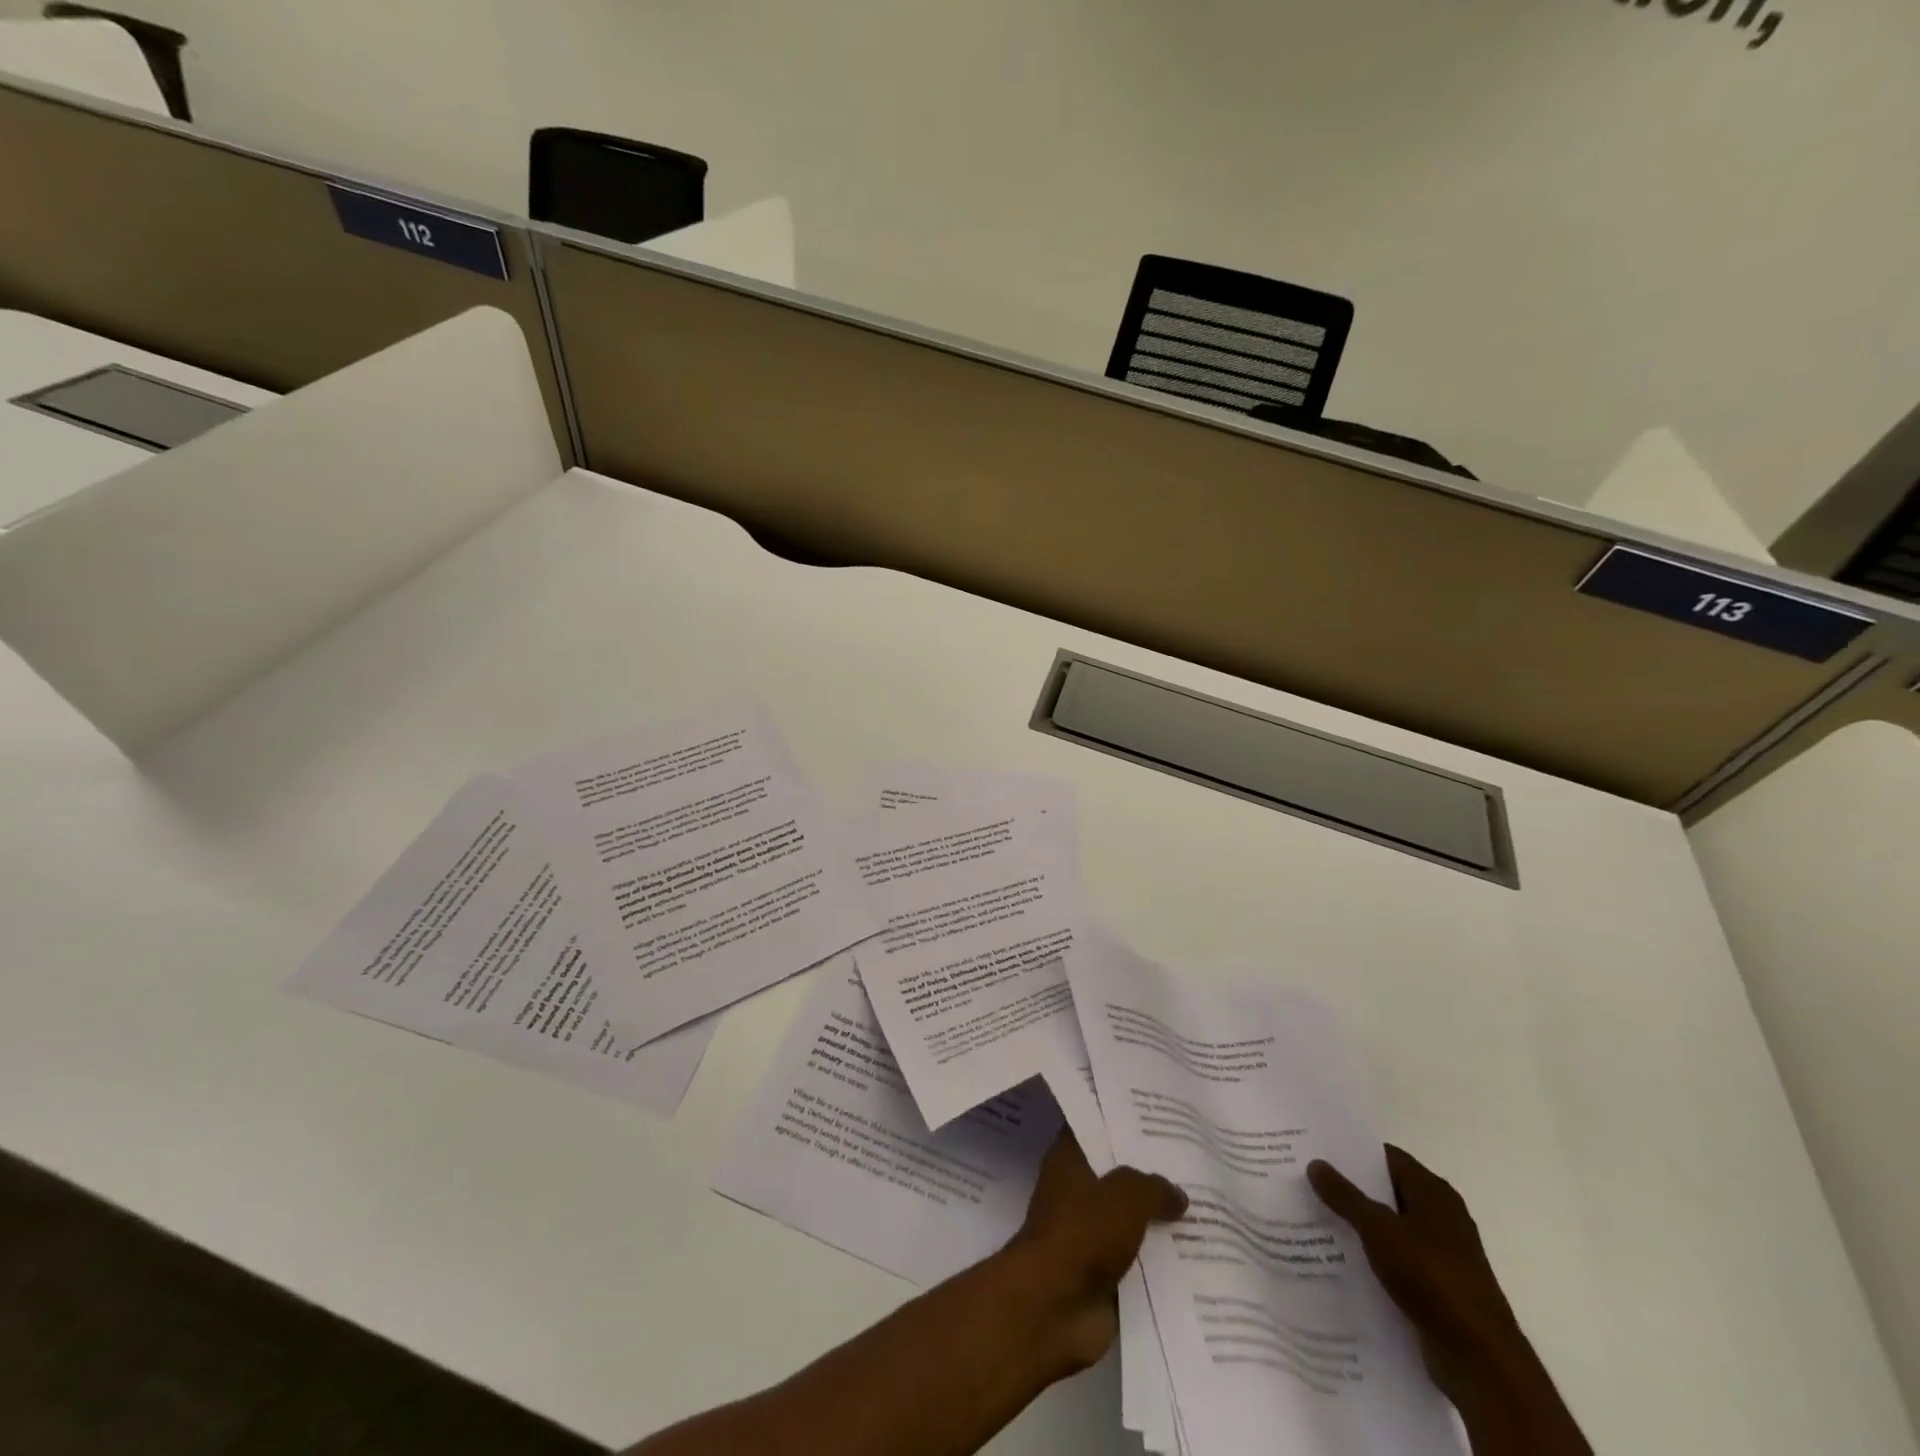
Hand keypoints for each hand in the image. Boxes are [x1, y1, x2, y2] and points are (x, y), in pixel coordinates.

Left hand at [1005, 1130, 1186, 1373]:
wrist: (1054, 1306)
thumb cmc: (1082, 1232)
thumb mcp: (1126, 1195)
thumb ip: (1154, 1187)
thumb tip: (1178, 1194)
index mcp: (1069, 1160)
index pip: (1094, 1128)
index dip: (1120, 1120)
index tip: (1153, 1113)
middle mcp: (1076, 1192)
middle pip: (1117, 1174)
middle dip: (1150, 1171)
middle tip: (1192, 1159)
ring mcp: (1088, 1234)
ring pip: (1130, 1219)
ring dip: (1159, 1220)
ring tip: (1205, 1206)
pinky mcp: (1102, 1274)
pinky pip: (1138, 1261)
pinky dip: (1161, 1261)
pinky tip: (1198, 1254)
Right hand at [1308, 1146, 1518, 1397]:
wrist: (1480, 1358)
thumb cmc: (1431, 1277)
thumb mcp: (1379, 1229)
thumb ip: (1345, 1196)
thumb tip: (1316, 1162)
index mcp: (1433, 1192)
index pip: (1386, 1157)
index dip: (1353, 1153)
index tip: (1317, 1150)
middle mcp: (1441, 1215)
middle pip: (1387, 1190)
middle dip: (1351, 1188)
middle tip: (1308, 1181)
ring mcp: (1442, 1253)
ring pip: (1391, 1226)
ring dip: (1360, 1224)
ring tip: (1316, 1218)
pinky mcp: (1439, 1286)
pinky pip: (1397, 1259)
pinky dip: (1373, 1256)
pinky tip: (1342, 1259)